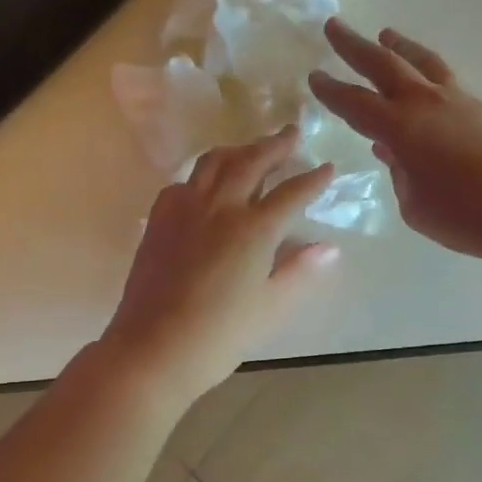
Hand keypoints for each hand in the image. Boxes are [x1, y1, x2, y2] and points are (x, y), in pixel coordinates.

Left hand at [101, 127, 338, 401]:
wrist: (152, 348)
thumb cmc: (219, 335)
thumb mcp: (270, 307)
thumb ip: (299, 271)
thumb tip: (329, 248)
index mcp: (254, 229)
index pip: (291, 193)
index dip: (313, 179)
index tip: (328, 167)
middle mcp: (220, 207)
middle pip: (251, 162)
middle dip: (275, 145)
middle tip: (291, 132)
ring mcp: (185, 209)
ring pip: (213, 163)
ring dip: (238, 150)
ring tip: (251, 149)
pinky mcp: (159, 220)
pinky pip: (184, 182)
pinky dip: (202, 174)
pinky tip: (206, 184)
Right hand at [309, 19, 481, 262]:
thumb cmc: (465, 215)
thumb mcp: (415, 205)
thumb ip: (400, 174)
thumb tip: (395, 153)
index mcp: (400, 128)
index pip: (355, 103)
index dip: (331, 90)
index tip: (315, 75)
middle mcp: (425, 103)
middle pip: (383, 65)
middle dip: (354, 46)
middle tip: (335, 25)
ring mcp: (459, 101)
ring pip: (423, 62)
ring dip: (400, 47)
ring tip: (387, 35)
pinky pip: (447, 81)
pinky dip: (428, 73)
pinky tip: (428, 85)